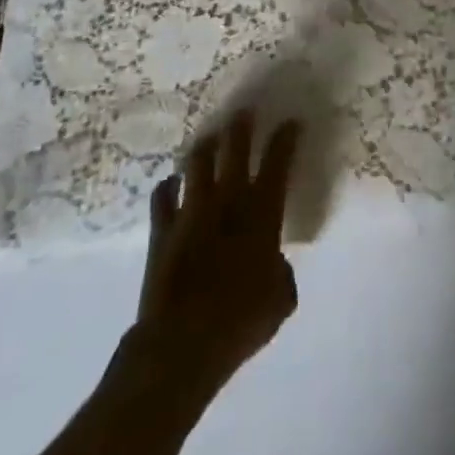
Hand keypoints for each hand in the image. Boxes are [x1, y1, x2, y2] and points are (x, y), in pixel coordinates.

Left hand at [128, 110, 301, 400]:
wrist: (182, 343)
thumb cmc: (241, 321)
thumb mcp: (281, 299)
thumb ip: (281, 272)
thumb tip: (272, 264)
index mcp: (262, 213)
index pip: (278, 162)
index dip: (286, 139)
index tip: (291, 121)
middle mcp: (228, 201)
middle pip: (234, 149)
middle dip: (241, 127)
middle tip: (244, 111)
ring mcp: (191, 211)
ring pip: (197, 163)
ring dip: (205, 147)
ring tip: (209, 138)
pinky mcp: (162, 229)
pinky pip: (162, 196)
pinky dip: (168, 186)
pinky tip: (171, 183)